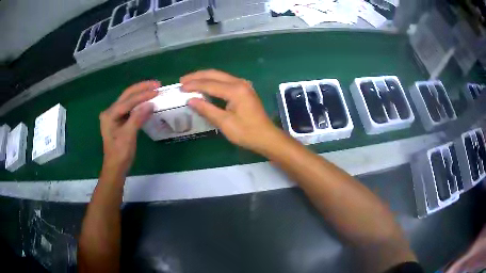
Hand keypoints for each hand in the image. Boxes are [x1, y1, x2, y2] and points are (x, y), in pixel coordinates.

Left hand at [99, 81, 159, 174]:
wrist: (115, 168)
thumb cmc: (120, 154)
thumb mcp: (128, 136)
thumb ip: (137, 118)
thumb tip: (150, 104)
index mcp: (109, 115)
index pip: (128, 101)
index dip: (143, 95)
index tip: (157, 90)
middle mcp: (110, 112)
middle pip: (127, 95)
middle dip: (141, 89)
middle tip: (156, 84)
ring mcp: (114, 116)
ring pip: (128, 100)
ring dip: (141, 94)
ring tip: (154, 89)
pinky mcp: (119, 120)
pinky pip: (130, 107)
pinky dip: (139, 103)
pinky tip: (147, 101)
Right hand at [181, 70, 281, 152]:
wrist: (266, 137)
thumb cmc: (246, 132)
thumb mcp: (224, 123)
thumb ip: (207, 109)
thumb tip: (191, 100)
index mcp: (235, 90)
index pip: (209, 84)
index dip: (194, 85)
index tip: (180, 88)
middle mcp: (240, 83)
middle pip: (214, 74)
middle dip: (197, 76)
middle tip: (182, 81)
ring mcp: (243, 85)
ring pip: (220, 76)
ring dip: (204, 77)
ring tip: (190, 81)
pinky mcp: (244, 90)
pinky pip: (225, 81)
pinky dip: (213, 82)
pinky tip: (205, 86)